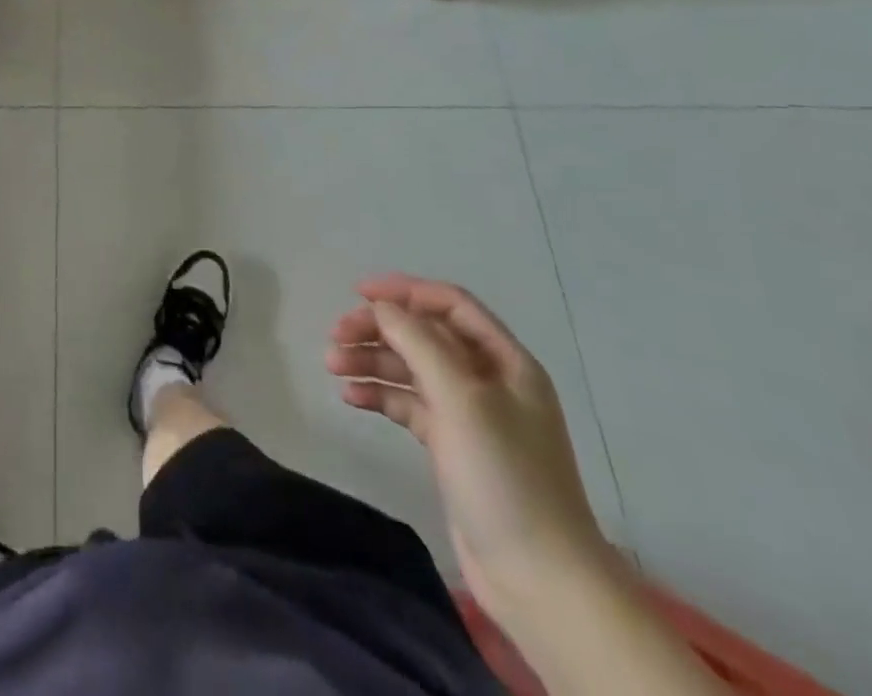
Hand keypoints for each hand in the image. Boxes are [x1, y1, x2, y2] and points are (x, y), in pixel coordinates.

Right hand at [327, 274, 612, 619]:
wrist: (539, 579)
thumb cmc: (504, 475)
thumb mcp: (461, 398)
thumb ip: (418, 342)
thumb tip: (382, 307)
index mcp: (505, 361)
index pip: (450, 305)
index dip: (405, 291)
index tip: (358, 292)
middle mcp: (488, 380)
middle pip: (425, 335)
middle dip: (379, 329)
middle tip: (335, 336)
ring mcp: (469, 415)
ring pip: (412, 369)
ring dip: (372, 361)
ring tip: (332, 366)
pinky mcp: (451, 446)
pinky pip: (409, 405)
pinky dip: (380, 395)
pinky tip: (350, 397)